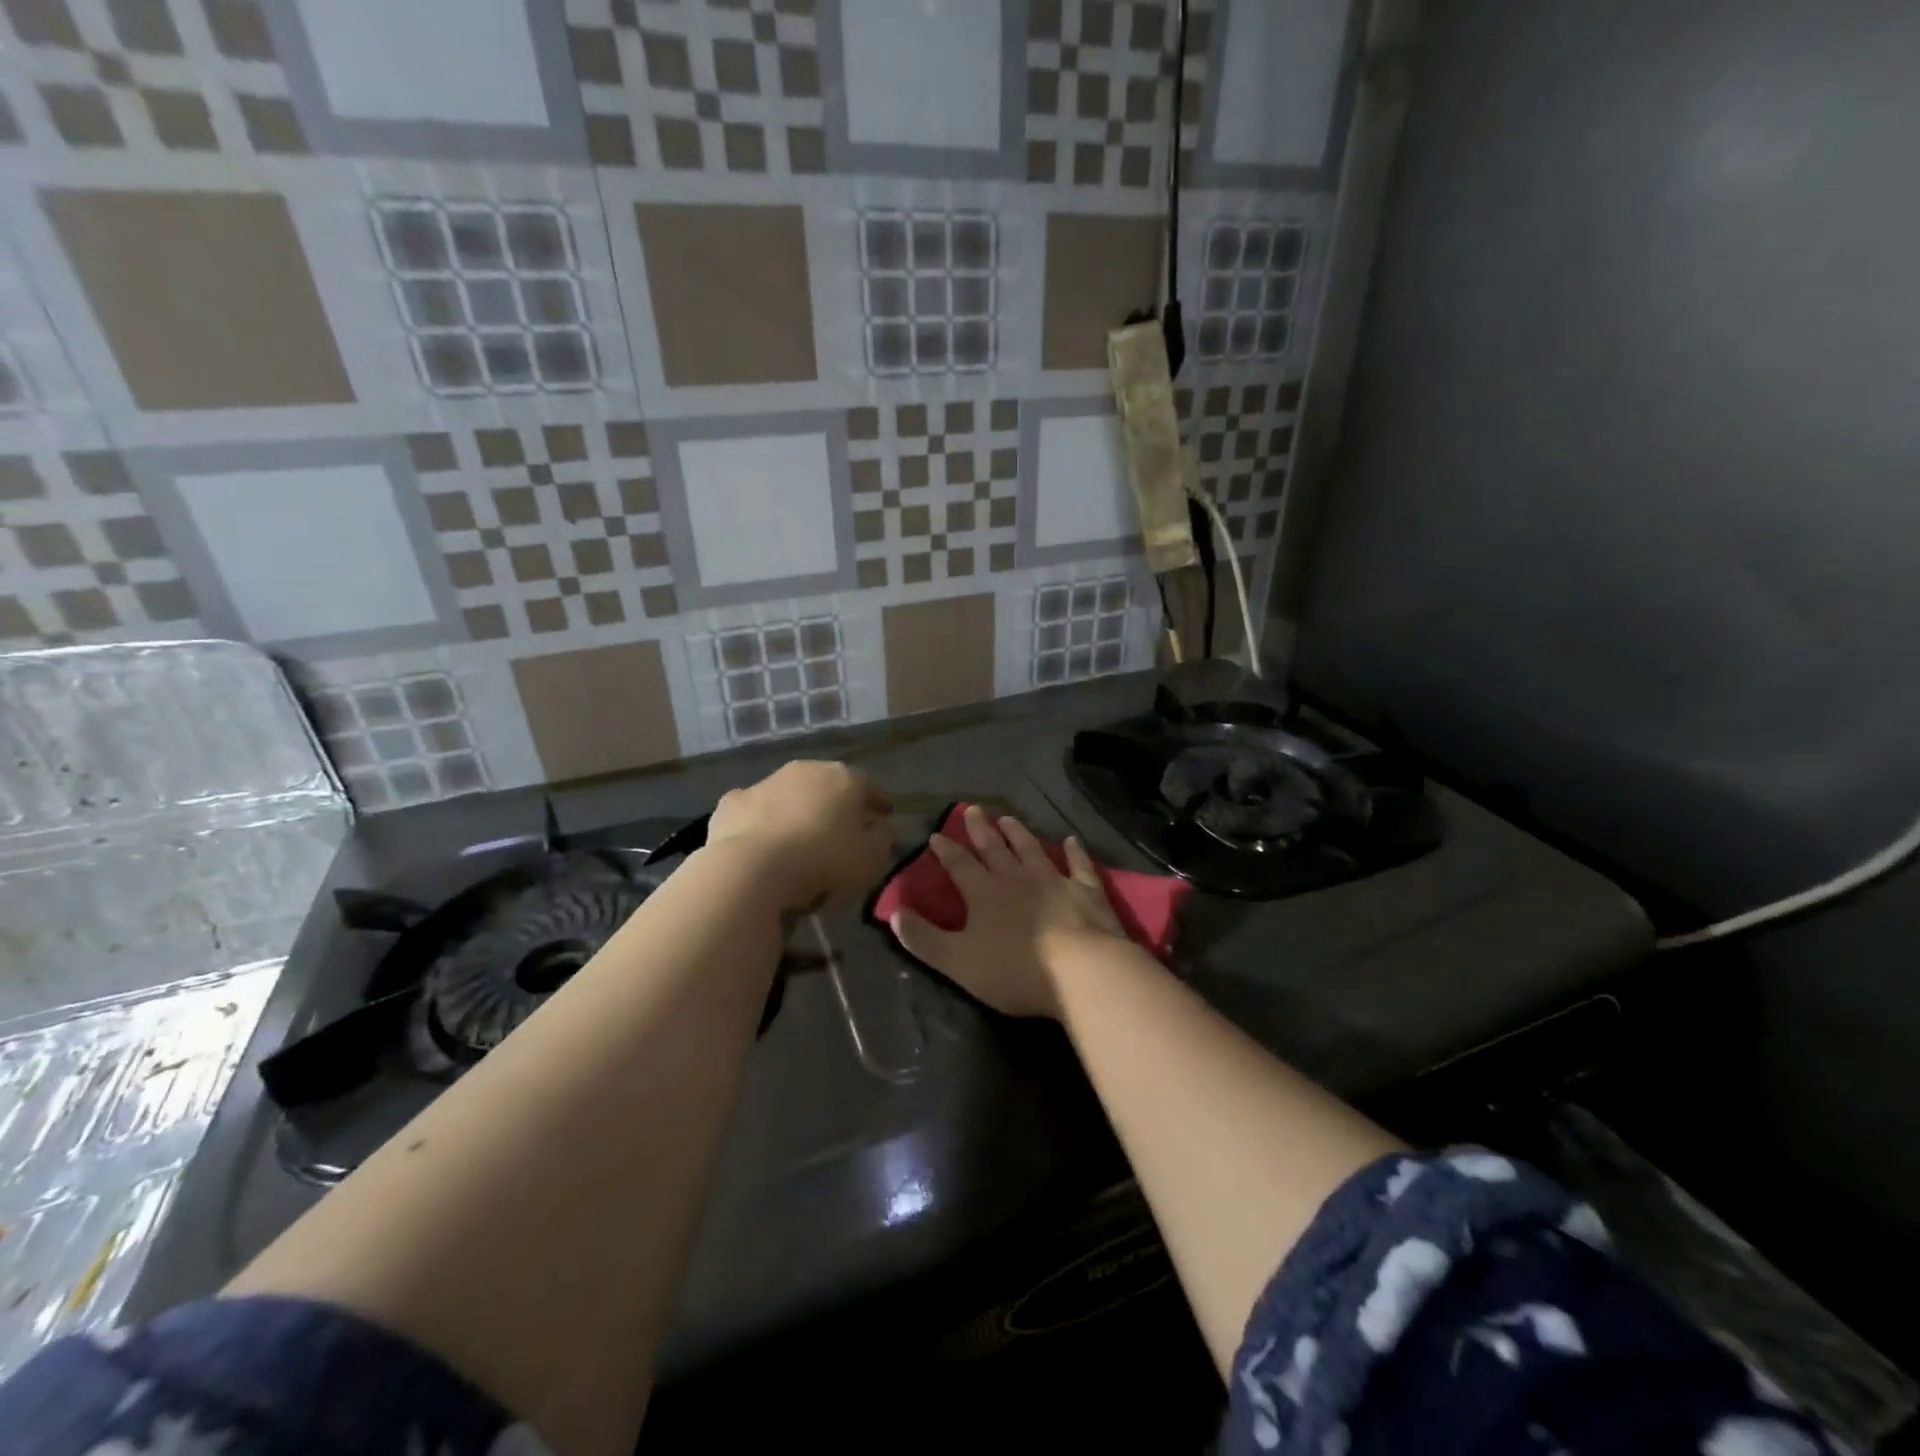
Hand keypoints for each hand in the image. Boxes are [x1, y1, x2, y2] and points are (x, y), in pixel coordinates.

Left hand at [706, 760, 893, 910]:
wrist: (752, 868)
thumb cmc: (822, 859)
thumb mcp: (869, 859)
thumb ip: (881, 842)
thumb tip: (879, 833)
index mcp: (843, 778)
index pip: (869, 786)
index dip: (879, 801)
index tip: (886, 815)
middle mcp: (805, 770)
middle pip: (827, 785)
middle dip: (837, 803)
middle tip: (843, 825)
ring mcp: (765, 783)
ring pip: (789, 794)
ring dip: (798, 810)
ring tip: (801, 837)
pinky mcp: (732, 803)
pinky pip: (756, 811)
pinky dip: (762, 822)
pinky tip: (763, 841)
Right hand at [889, 805, 1125, 1018]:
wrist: (1082, 971)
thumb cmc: (1015, 970)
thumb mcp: (957, 961)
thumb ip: (923, 939)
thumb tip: (894, 913)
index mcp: (984, 894)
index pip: (960, 865)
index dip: (946, 850)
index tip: (936, 835)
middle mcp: (1017, 879)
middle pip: (995, 849)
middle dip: (980, 830)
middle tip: (972, 809)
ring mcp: (1054, 882)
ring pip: (1032, 850)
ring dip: (1019, 834)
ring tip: (1008, 819)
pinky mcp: (1087, 892)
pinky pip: (1079, 866)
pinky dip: (1075, 853)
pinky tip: (1071, 841)